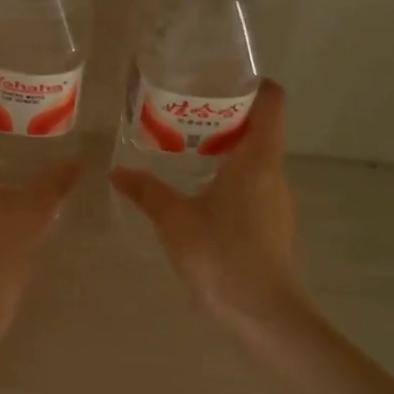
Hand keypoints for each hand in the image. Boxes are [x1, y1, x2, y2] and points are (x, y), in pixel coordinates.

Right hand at [110, 80, 299, 327]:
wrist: (262, 314)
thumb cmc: (222, 255)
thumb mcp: (174, 220)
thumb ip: (146, 191)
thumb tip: (117, 171)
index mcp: (257, 159)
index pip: (272, 102)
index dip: (253, 84)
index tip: (219, 79)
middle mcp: (273, 172)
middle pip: (260, 127)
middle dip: (224, 115)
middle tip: (183, 113)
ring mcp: (275, 199)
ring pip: (255, 158)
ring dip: (224, 147)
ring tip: (183, 148)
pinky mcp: (271, 223)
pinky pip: (251, 183)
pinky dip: (228, 176)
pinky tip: (197, 191)